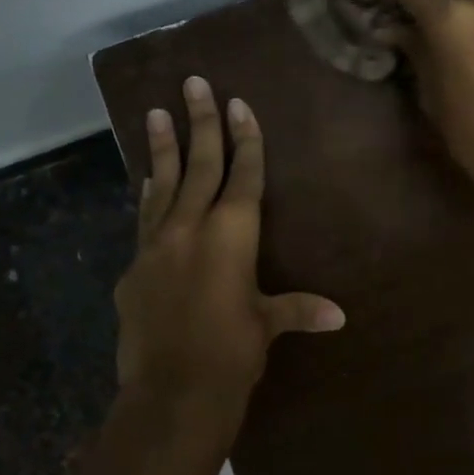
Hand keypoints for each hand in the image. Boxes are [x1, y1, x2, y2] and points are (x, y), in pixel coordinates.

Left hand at [113, 77, 344, 421]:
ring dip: (162, 147)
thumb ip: (298, 309)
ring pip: (163, 183)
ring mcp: (157, 244)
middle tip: (194, 82)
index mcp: (232, 233)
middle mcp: (192, 227)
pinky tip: (146, 180)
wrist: (171, 392)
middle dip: (201, 122)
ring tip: (157, 112)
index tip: (238, 103)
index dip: (244, 138)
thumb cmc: (232, 352)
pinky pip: (144, 220)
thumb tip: (339, 315)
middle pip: (200, 164)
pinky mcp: (134, 267)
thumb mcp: (266, 325)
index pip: (243, 174)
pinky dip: (148, 196)